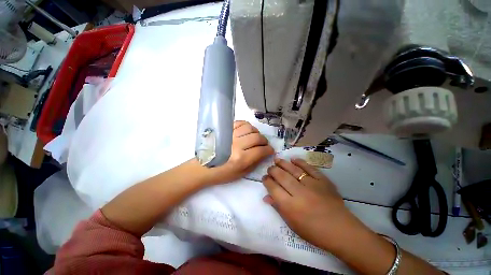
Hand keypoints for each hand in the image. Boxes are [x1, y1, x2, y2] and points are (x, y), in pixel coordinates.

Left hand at [205, 121, 273, 184]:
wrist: (203, 167)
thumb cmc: (222, 173)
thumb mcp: (241, 173)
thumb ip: (255, 163)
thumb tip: (265, 154)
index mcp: (240, 159)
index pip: (260, 150)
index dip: (269, 150)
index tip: (270, 151)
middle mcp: (236, 145)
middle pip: (257, 137)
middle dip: (264, 141)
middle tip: (264, 145)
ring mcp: (230, 135)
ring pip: (250, 128)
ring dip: (256, 132)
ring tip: (256, 137)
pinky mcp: (225, 130)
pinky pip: (240, 123)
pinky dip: (247, 126)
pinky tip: (247, 131)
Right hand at [262, 157, 360, 249]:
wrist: (341, 231)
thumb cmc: (314, 232)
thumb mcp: (292, 224)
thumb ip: (278, 208)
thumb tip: (266, 196)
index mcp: (290, 207)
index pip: (273, 189)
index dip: (267, 181)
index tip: (264, 178)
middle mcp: (299, 193)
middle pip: (282, 176)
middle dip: (273, 170)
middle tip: (269, 168)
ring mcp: (312, 185)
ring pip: (293, 170)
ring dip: (283, 163)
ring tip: (277, 159)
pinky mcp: (323, 181)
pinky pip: (310, 168)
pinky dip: (301, 162)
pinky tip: (293, 159)